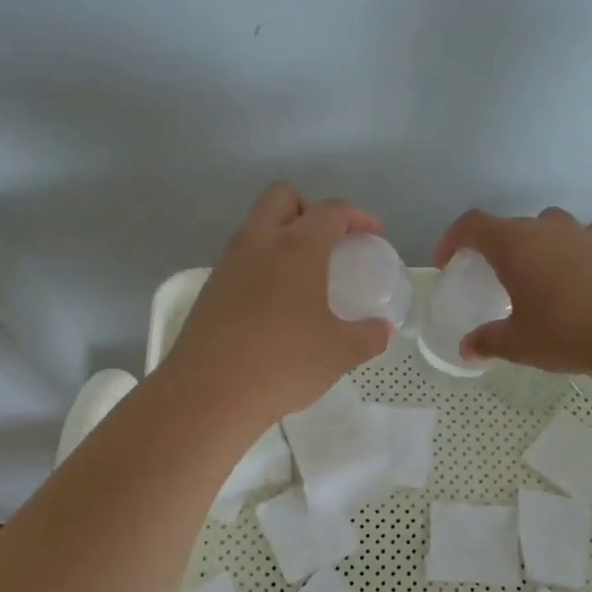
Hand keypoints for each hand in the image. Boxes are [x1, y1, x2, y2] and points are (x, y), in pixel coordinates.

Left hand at [165, 183, 393, 427]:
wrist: (208, 394)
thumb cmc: (283, 364)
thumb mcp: (339, 352)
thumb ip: (368, 336)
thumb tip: (382, 330)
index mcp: (297, 247)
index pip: (331, 211)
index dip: (358, 217)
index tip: (373, 234)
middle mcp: (259, 242)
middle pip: (283, 196)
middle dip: (311, 208)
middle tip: (331, 242)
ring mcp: (229, 263)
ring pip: (257, 225)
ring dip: (283, 234)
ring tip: (305, 273)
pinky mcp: (210, 288)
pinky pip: (242, 257)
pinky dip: (263, 263)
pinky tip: (276, 302)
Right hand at [434, 207, 591, 376]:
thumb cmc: (568, 330)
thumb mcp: (520, 343)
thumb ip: (488, 341)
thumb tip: (466, 349)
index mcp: (513, 244)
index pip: (472, 225)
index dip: (453, 239)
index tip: (447, 263)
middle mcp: (545, 229)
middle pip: (509, 225)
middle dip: (492, 246)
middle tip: (488, 276)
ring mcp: (581, 234)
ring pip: (547, 226)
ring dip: (533, 243)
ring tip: (533, 273)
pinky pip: (582, 239)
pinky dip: (571, 250)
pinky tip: (576, 274)